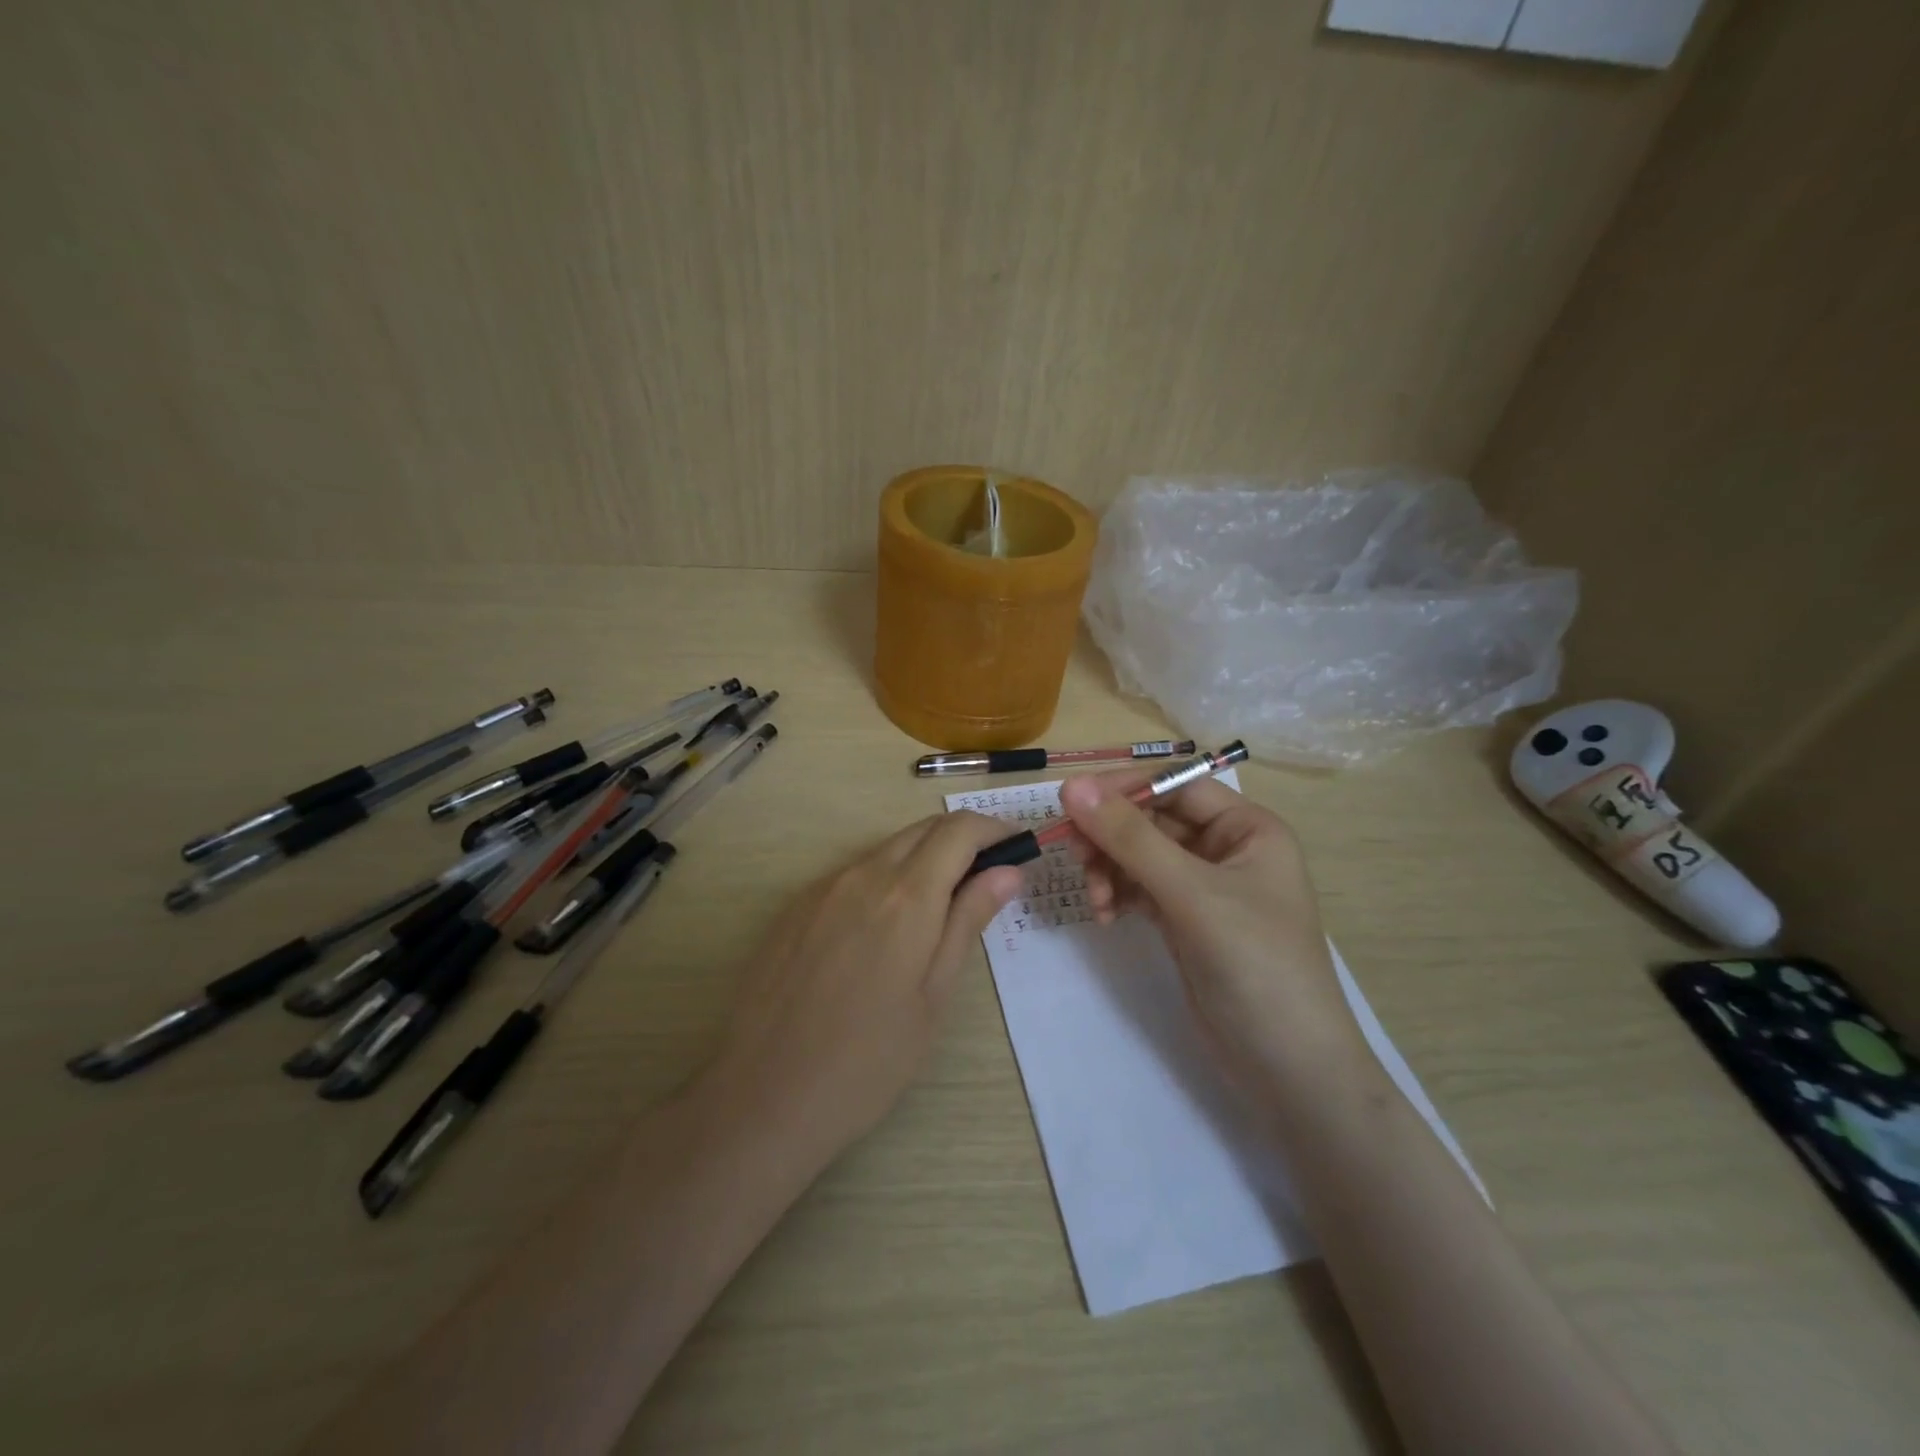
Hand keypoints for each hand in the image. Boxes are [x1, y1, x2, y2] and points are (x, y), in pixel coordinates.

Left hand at [705, 811, 1022, 1163]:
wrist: (764, 1094)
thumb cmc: (868, 1060)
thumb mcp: (933, 996)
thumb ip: (967, 922)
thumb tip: (1006, 871)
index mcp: (906, 896)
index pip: (960, 831)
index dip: (995, 829)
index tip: (1019, 846)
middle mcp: (863, 875)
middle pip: (923, 830)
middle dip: (963, 839)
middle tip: (989, 876)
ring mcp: (822, 888)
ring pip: (887, 849)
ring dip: (924, 858)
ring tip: (942, 905)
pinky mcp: (795, 907)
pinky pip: (853, 873)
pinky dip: (885, 878)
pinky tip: (885, 928)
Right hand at [1059, 769, 1363, 1095]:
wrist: (1289, 1070)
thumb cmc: (1256, 966)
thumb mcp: (1192, 895)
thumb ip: (1131, 839)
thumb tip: (1072, 787)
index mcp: (1246, 828)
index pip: (1174, 786)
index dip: (1123, 789)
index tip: (1071, 803)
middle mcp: (1225, 849)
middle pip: (1152, 820)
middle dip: (1111, 836)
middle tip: (1073, 854)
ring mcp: (1204, 888)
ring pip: (1139, 855)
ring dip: (1109, 869)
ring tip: (1096, 900)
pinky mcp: (1185, 921)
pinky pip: (1140, 889)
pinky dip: (1118, 895)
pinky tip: (1106, 915)